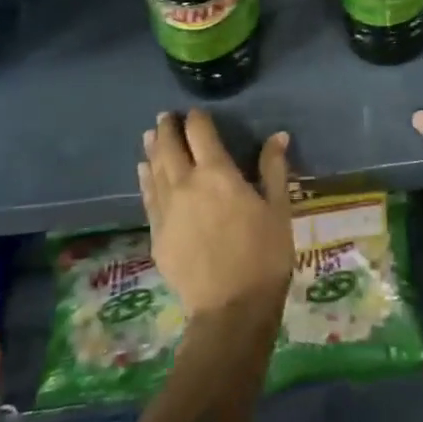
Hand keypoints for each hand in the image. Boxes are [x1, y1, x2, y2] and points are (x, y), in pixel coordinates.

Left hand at [139, 110, 293, 319]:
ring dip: (153, 149)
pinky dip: (145, 178)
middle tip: (167, 116)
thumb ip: (274, 168)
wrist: (230, 308)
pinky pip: (147, 196)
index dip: (197, 118)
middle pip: (170, 146)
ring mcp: (166, 209)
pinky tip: (144, 171)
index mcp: (217, 173)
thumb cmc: (264, 255)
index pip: (200, 132)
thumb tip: (278, 135)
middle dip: (168, 128)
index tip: (197, 113)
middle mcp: (185, 183)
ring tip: (151, 135)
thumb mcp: (278, 209)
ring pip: (153, 169)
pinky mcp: (156, 233)